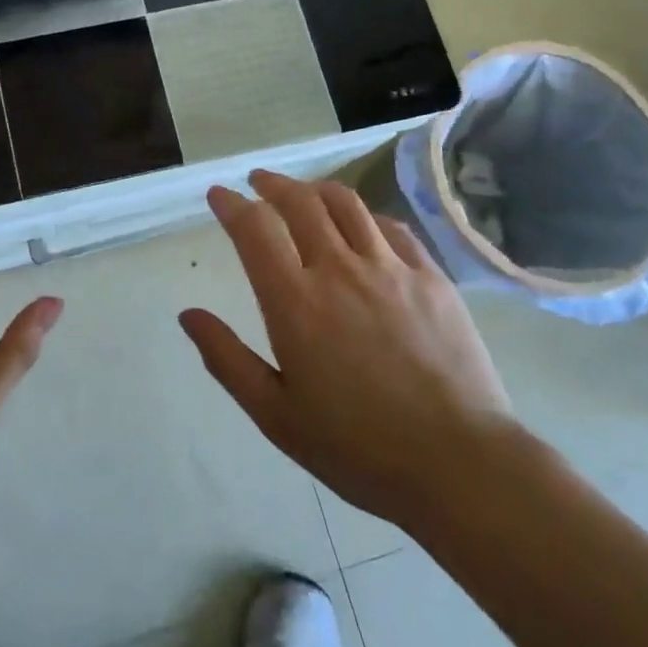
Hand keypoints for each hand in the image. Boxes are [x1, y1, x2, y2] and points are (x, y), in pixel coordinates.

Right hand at [180, 169, 517, 526]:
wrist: (459, 464)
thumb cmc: (357, 447)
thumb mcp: (275, 415)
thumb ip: (227, 359)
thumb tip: (188, 315)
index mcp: (295, 302)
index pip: (255, 229)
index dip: (231, 205)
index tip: (219, 195)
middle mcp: (339, 270)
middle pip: (300, 202)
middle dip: (272, 184)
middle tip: (258, 182)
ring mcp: (391, 269)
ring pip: (346, 204)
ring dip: (316, 189)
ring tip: (304, 192)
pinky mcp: (431, 278)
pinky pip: (391, 228)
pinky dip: (365, 215)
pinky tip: (361, 224)